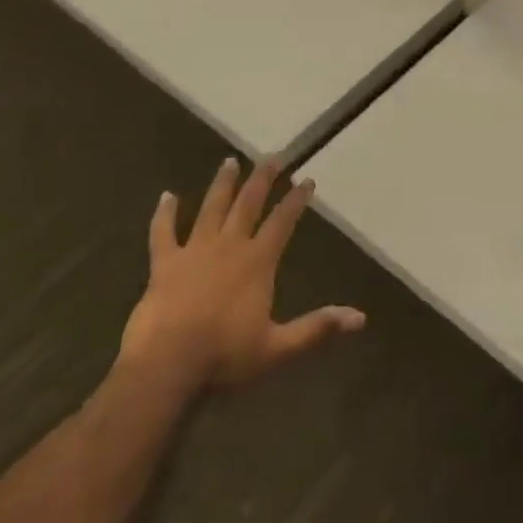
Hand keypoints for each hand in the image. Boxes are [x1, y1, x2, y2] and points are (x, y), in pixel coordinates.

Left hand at [121, 156, 364, 389]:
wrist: (166, 366)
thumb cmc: (224, 357)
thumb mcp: (278, 348)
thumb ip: (317, 328)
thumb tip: (359, 318)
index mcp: (257, 262)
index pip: (282, 222)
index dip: (296, 200)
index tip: (307, 180)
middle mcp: (228, 246)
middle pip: (248, 203)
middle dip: (263, 179)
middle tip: (273, 157)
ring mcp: (194, 251)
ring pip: (211, 208)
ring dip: (222, 185)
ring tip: (229, 161)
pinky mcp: (164, 263)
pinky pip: (163, 232)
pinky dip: (164, 213)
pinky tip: (167, 196)